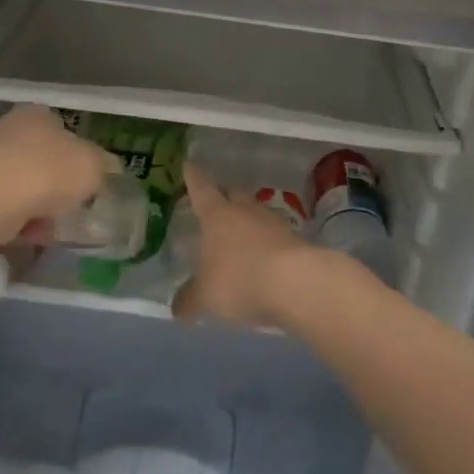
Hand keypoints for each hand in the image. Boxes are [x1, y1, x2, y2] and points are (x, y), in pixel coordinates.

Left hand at [0, 105, 118, 244]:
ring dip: (35, 205)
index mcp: (39, 114)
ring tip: (49, 229)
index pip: (63, 130)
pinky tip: (27, 235)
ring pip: (20, 183)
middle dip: (54, 183)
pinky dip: (15, 219)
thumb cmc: (48, 172)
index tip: (85, 183)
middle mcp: (8, 127)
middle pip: (40, 157)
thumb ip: (104, 167)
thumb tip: (107, 171)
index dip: (78, 157)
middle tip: (69, 207)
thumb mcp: (93, 167)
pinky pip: (1, 205)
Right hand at [173, 163, 324, 328]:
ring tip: (238, 235)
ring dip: (246, 220)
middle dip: (223, 195)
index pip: (201, 188)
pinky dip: (264, 242)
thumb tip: (177, 309)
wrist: (296, 282)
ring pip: (254, 212)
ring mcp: (272, 221)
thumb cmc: (240, 278)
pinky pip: (273, 234)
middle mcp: (244, 209)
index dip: (193, 177)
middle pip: (232, 193)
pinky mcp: (294, 238)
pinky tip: (261, 257)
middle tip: (214, 202)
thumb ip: (190, 300)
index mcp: (217, 214)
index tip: (189, 165)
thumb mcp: (206, 295)